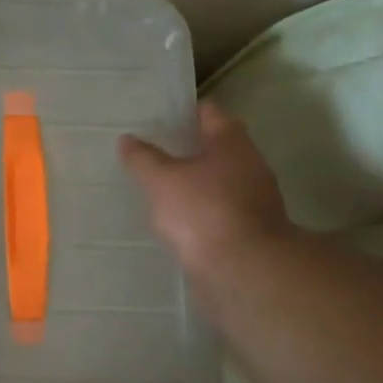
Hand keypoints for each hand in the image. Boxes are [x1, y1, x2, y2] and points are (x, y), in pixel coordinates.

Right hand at [119, 100, 294, 291]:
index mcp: (231, 143)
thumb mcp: (161, 180)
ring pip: (220, 180)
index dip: (185, 111)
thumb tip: (128, 139)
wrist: (243, 271)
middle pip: (217, 147)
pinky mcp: (250, 230)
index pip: (210, 112)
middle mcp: (250, 165)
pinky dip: (201, 210)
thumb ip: (143, 158)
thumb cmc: (202, 211)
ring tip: (160, 186)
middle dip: (188, 148)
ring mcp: (255, 199)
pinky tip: (177, 220)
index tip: (160, 116)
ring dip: (196, 182)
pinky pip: (220, 210)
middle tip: (154, 150)